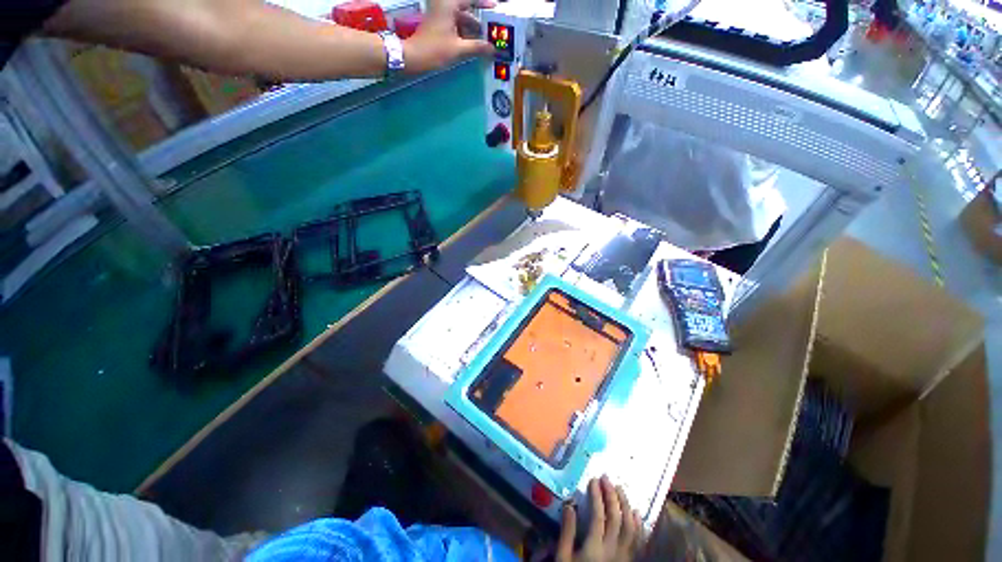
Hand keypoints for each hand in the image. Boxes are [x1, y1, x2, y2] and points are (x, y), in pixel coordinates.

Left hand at [403, 0, 494, 73]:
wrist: (412, 57)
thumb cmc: (435, 50)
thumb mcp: (458, 50)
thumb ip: (477, 47)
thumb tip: (492, 49)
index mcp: (449, 4)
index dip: (484, 3)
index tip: (495, 8)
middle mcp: (445, 5)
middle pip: (466, 7)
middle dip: (480, 18)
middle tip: (492, 28)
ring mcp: (441, 15)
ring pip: (461, 17)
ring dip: (473, 28)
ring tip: (485, 40)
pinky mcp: (438, 24)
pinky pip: (455, 24)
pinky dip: (464, 32)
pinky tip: (472, 43)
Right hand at [556, 476, 643, 561]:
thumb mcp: (563, 558)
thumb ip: (567, 532)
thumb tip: (570, 505)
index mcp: (595, 548)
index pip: (599, 515)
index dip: (597, 496)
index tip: (593, 480)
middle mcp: (613, 550)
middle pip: (616, 517)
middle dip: (611, 495)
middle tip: (606, 478)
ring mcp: (625, 556)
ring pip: (630, 527)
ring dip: (626, 505)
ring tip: (620, 489)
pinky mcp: (630, 561)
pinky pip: (638, 541)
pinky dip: (638, 524)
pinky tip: (636, 512)